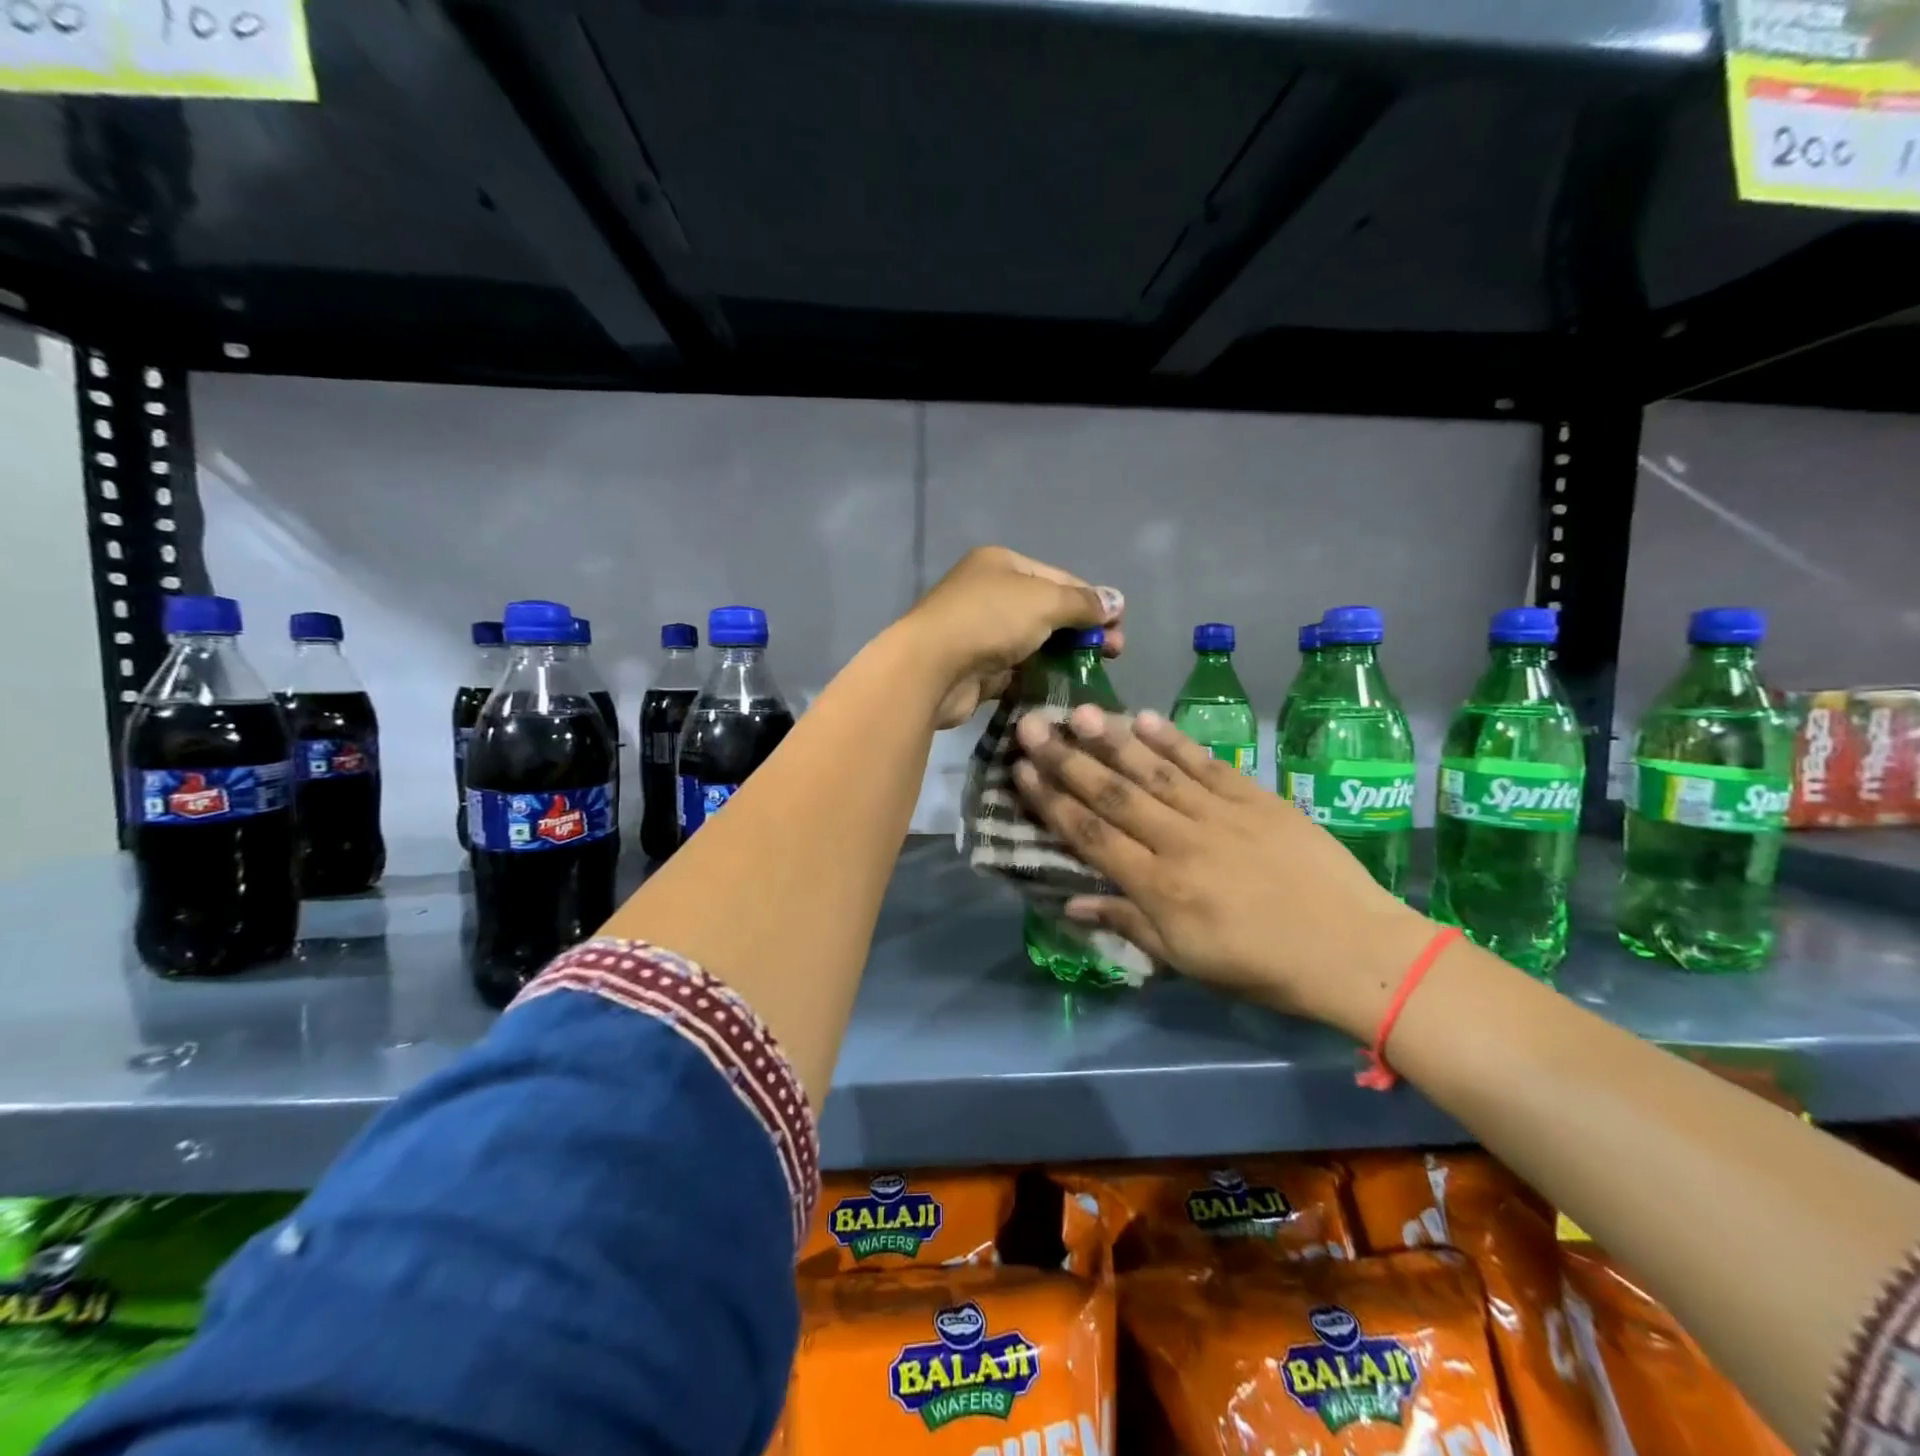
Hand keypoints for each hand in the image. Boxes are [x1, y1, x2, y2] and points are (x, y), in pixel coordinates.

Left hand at [902, 546, 1125, 729]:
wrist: (930, 668)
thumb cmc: (989, 620)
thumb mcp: (1044, 601)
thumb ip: (1082, 602)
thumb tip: (1116, 601)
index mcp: (1002, 564)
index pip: (1060, 578)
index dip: (1093, 600)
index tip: (1120, 626)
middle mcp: (990, 593)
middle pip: (1048, 610)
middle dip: (1082, 630)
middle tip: (1113, 653)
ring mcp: (981, 632)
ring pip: (1034, 642)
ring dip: (1064, 656)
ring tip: (1093, 673)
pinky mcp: (978, 668)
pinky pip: (1018, 670)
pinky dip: (1040, 677)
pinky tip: (1064, 689)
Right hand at [1010, 706, 1435, 1036]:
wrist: (1353, 950)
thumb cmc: (1262, 966)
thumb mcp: (1186, 960)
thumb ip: (1127, 924)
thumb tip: (1070, 903)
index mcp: (1159, 887)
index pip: (1091, 835)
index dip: (1051, 801)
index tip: (1021, 770)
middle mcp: (1179, 842)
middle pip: (1113, 794)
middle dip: (1067, 758)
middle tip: (1031, 724)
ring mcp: (1219, 814)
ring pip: (1154, 771)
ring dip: (1113, 739)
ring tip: (1079, 711)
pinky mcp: (1255, 798)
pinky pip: (1206, 764)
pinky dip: (1174, 740)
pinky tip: (1145, 718)